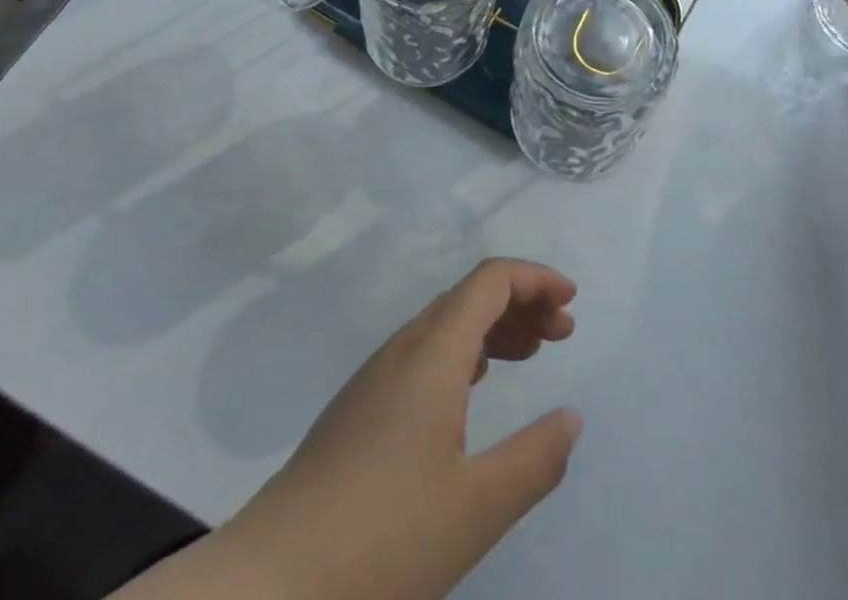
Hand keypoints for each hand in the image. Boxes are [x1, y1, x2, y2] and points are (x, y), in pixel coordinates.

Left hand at [209, 259, 581, 599]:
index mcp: (433, 352)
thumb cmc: (384, 537)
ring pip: (445, 323)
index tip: (571, 301)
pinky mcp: (361, 406)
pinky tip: (472, 388)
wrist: (275, 579)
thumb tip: (572, 418)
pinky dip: (464, 352)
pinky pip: (425, 351)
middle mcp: (404, 348)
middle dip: (521, 302)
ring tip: (530, 354)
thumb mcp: (476, 507)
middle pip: (469, 296)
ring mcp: (377, 375)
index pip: (489, 281)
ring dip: (492, 326)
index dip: (534, 278)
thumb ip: (534, 459)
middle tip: (562, 333)